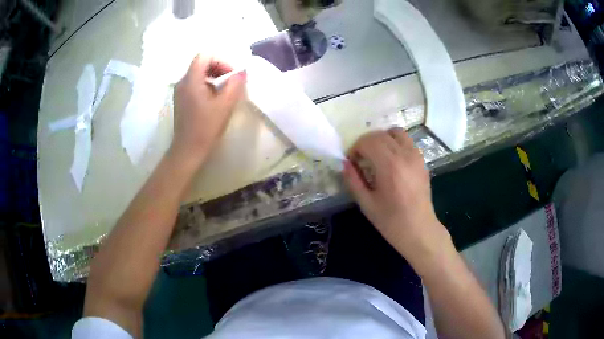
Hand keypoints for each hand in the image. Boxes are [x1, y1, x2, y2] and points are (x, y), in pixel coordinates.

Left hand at [171, 55, 246, 163]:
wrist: (188, 150)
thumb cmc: (205, 128)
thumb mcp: (224, 105)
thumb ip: (235, 85)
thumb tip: (242, 72)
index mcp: (191, 80)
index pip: (205, 56)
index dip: (221, 61)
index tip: (231, 75)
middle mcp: (182, 82)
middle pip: (201, 63)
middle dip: (219, 68)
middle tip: (231, 82)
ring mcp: (180, 92)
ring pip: (198, 74)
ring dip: (214, 78)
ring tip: (225, 92)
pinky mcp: (181, 100)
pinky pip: (195, 84)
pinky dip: (207, 86)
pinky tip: (214, 100)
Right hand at [343, 128, 450, 268]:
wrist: (419, 230)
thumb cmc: (391, 221)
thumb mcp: (366, 204)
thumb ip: (353, 180)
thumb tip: (344, 163)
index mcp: (389, 166)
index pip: (368, 141)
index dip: (356, 148)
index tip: (352, 161)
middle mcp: (404, 155)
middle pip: (380, 134)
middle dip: (366, 142)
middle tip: (361, 159)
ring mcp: (416, 156)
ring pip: (396, 132)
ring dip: (382, 139)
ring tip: (377, 156)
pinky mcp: (422, 161)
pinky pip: (407, 141)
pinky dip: (395, 143)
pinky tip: (391, 161)